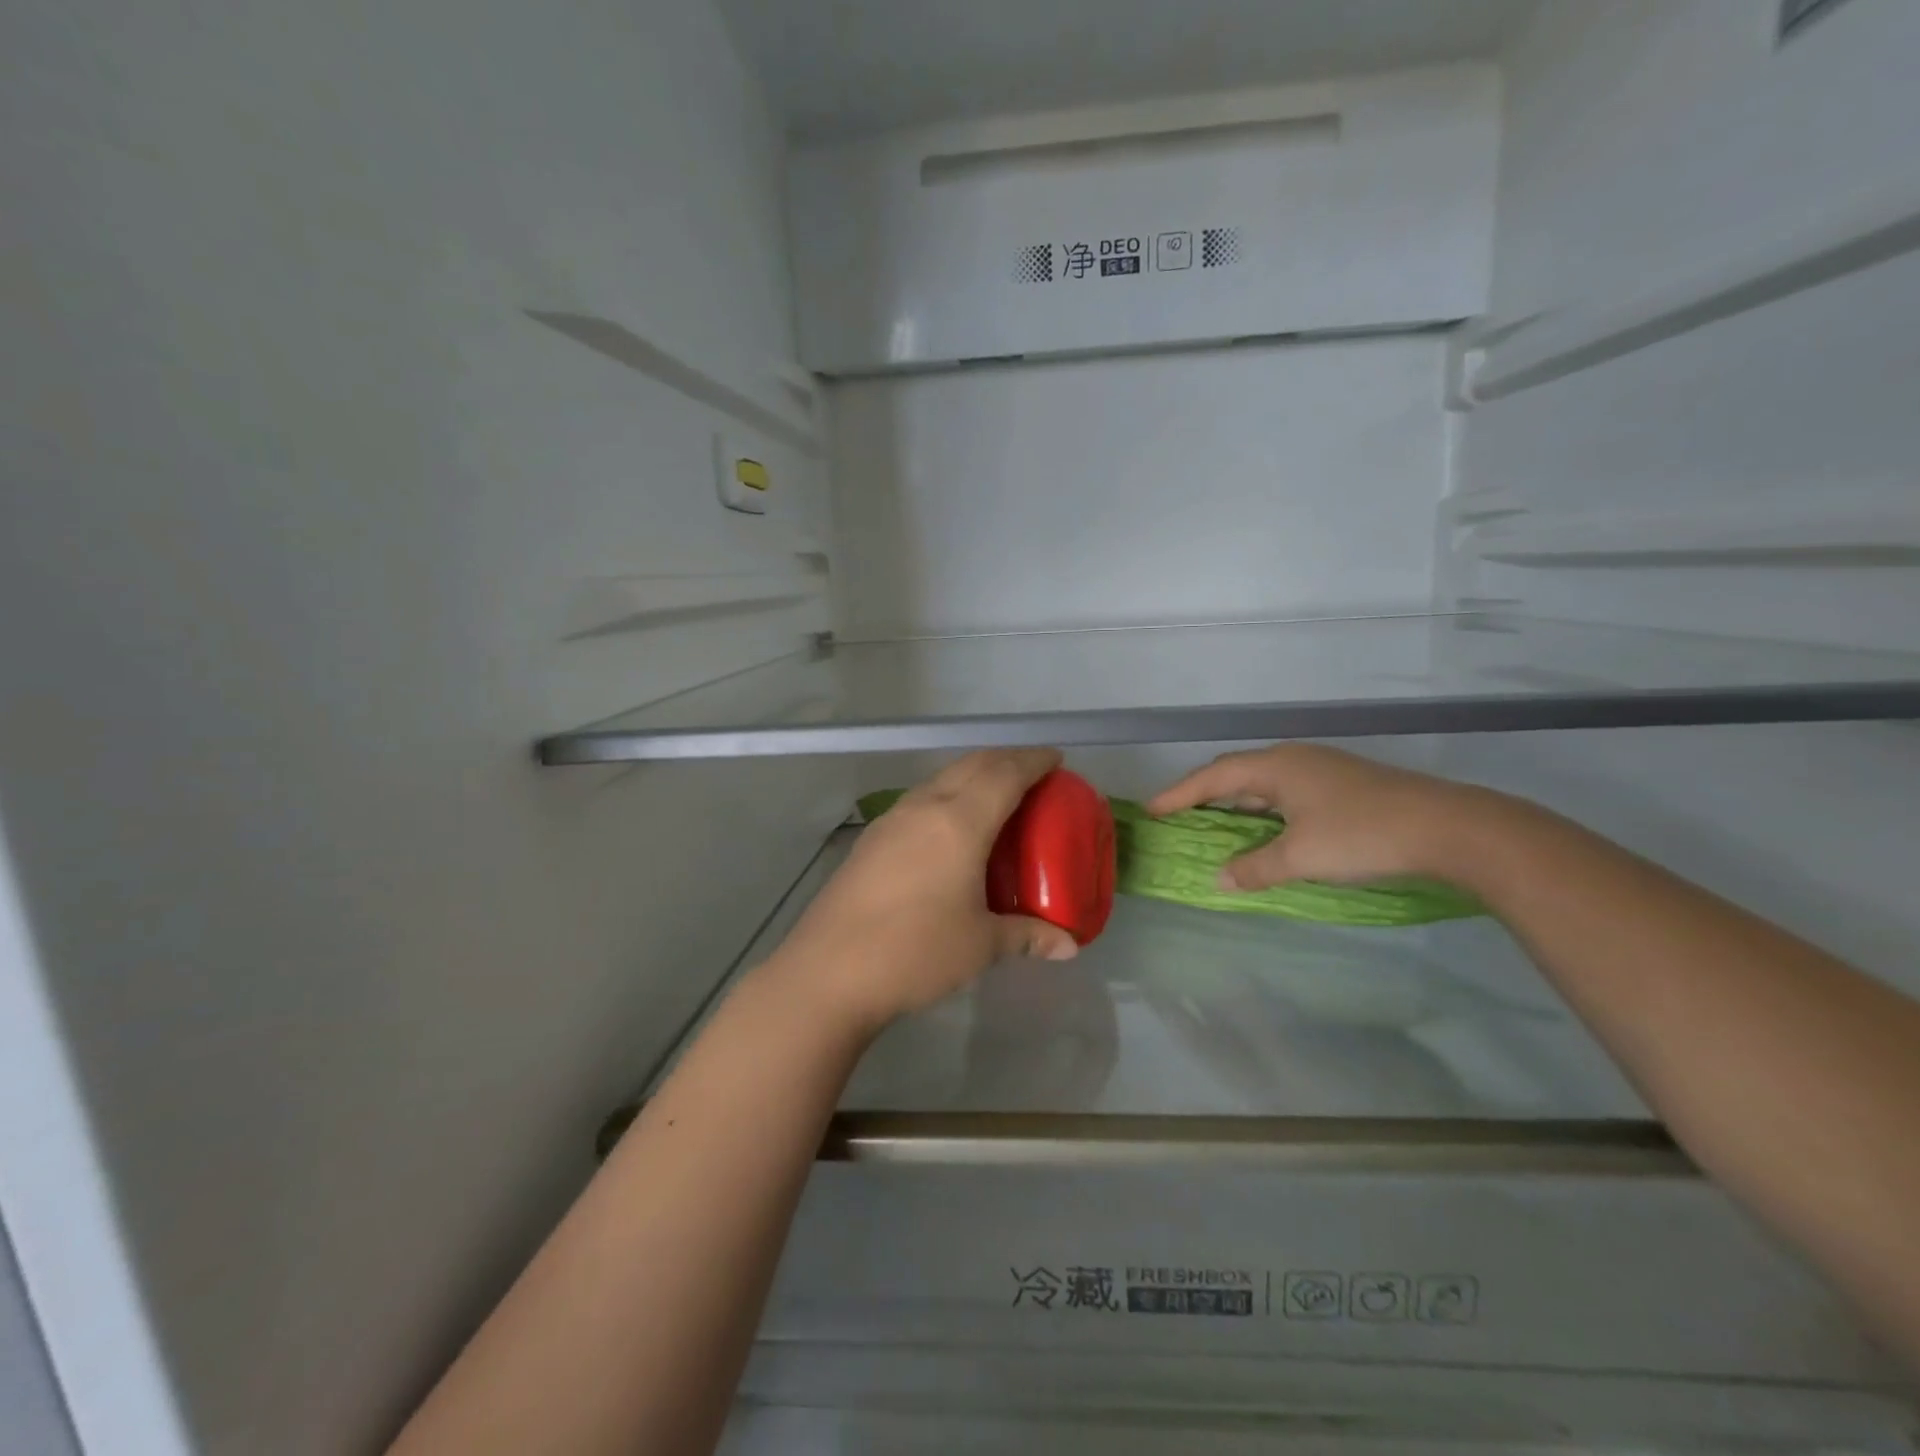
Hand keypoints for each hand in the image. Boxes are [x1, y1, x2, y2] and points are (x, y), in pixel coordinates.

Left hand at [770, 749, 1080, 1034]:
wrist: (828, 971)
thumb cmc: (915, 951)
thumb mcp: (980, 945)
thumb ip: (1027, 936)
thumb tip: (1069, 946)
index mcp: (959, 822)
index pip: (1005, 774)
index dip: (1034, 761)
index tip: (1056, 759)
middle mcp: (925, 807)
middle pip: (972, 764)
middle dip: (1006, 759)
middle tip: (1033, 772)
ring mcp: (892, 820)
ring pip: (941, 778)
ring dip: (973, 774)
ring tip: (995, 795)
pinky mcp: (871, 838)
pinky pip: (920, 799)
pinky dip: (947, 795)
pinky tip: (949, 828)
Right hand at [1146, 744, 1493, 890]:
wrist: (1449, 828)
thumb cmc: (1362, 835)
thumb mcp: (1301, 857)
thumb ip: (1255, 867)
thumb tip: (1219, 878)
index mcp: (1276, 766)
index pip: (1212, 776)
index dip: (1178, 794)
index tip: (1150, 810)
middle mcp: (1294, 759)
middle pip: (1235, 773)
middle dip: (1203, 794)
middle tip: (1177, 815)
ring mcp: (1322, 769)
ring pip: (1263, 783)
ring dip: (1236, 804)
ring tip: (1215, 824)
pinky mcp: (1344, 785)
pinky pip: (1286, 793)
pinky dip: (1264, 810)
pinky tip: (1268, 830)